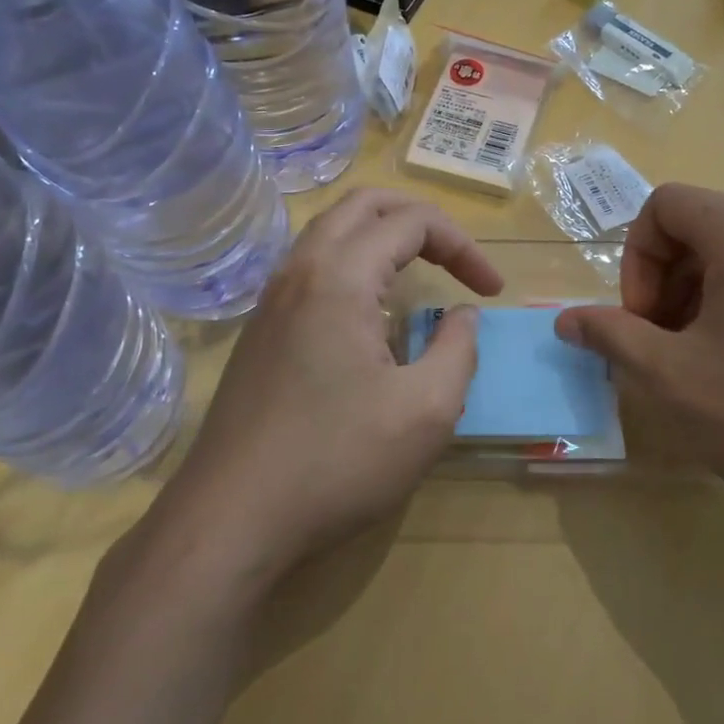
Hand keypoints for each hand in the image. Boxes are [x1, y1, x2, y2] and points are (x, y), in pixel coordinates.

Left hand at [152, 189, 501, 584]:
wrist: (231, 518)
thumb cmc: (336, 461)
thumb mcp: (426, 411)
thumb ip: (459, 349)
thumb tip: (462, 316)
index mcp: (340, 275)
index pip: (413, 221)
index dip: (464, 246)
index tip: (492, 292)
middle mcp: (299, 270)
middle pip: (364, 204)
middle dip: (420, 220)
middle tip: (456, 260)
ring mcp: (271, 299)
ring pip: (331, 232)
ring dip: (382, 237)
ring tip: (419, 276)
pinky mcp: (260, 330)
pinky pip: (312, 268)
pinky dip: (353, 265)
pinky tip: (371, 316)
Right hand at [555, 184, 723, 553]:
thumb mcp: (669, 376)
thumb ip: (609, 335)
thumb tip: (565, 320)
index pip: (663, 207)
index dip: (635, 262)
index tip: (642, 325)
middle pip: (700, 228)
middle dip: (665, 284)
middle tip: (665, 349)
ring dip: (700, 299)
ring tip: (703, 365)